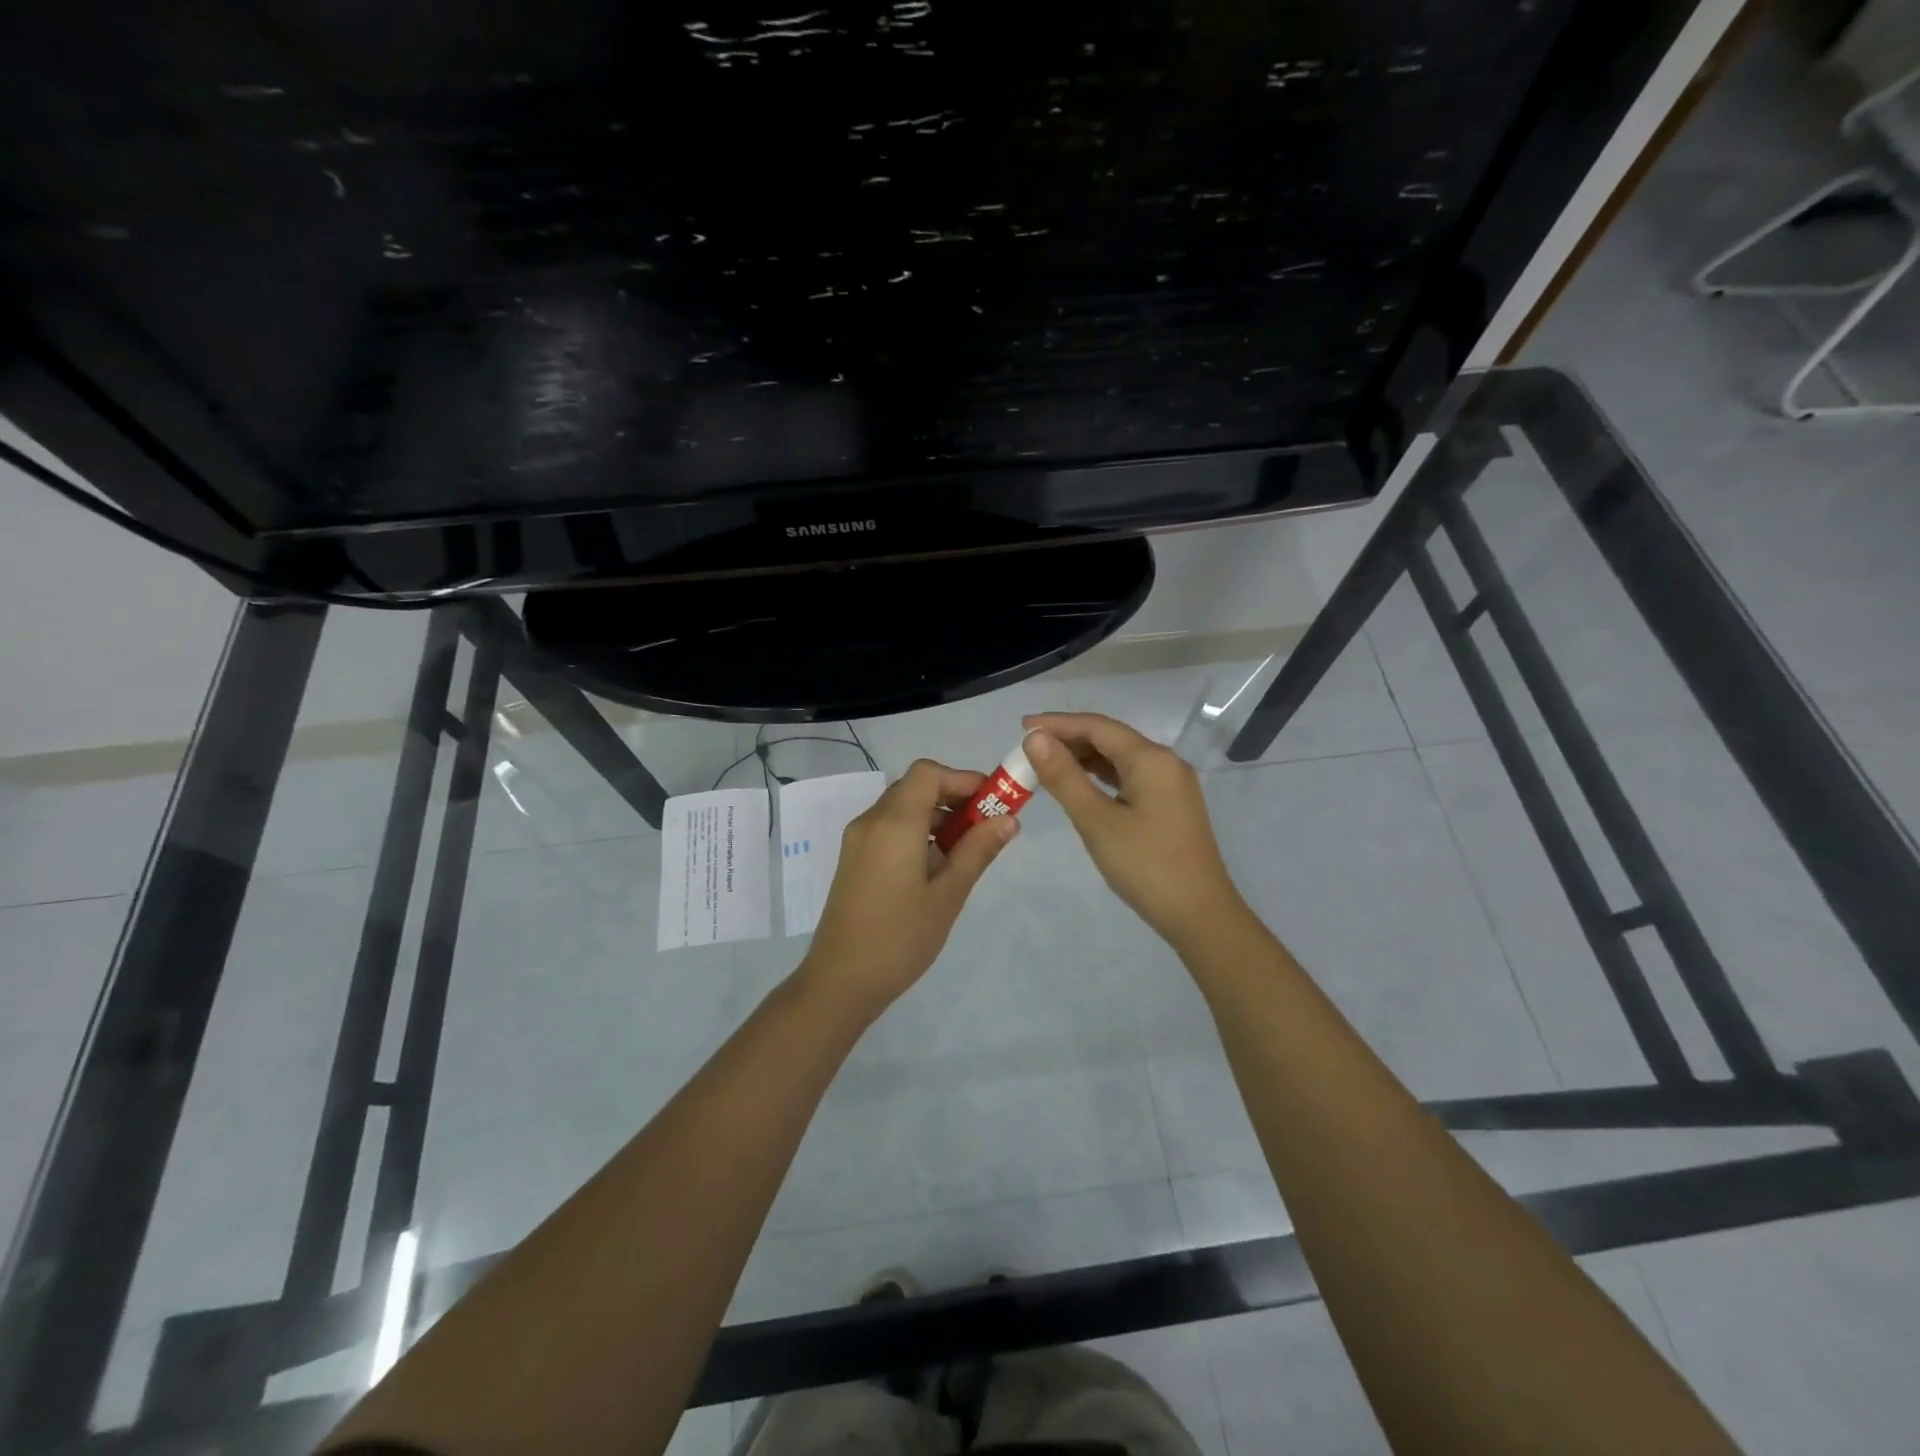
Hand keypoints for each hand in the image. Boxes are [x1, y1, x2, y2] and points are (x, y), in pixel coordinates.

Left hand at [798, 759, 1017, 1020]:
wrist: (840, 981)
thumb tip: (1009, 819)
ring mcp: (858, 840)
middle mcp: (871, 821)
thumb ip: (977, 851)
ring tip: (965, 850)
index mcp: (894, 823)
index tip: (992, 802)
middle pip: (915, 787)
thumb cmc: (900, 938)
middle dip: (953, 797)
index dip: (962, 778)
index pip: (928, 773)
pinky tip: (935, 866)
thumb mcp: (947, 895)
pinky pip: (889, 828)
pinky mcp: (854, 859)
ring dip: (936, 816)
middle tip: (985, 826)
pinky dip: (916, 832)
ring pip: (902, 808)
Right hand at [1021, 713, 1247, 947]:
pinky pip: (1129, 777)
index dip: (1058, 723)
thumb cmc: (1145, 865)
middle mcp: (1165, 762)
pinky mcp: (1170, 806)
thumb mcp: (1096, 820)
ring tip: (1047, 764)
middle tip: (1028, 748)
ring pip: (1120, 758)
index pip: (1097, 726)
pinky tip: (1080, 785)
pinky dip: (1101, 776)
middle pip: (1110, 738)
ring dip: (1084, 758)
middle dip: (1069, 739)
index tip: (1021, 726)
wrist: (1199, 915)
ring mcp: (1170, 785)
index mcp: (1151, 758)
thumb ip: (1064, 777)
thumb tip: (1035, 738)